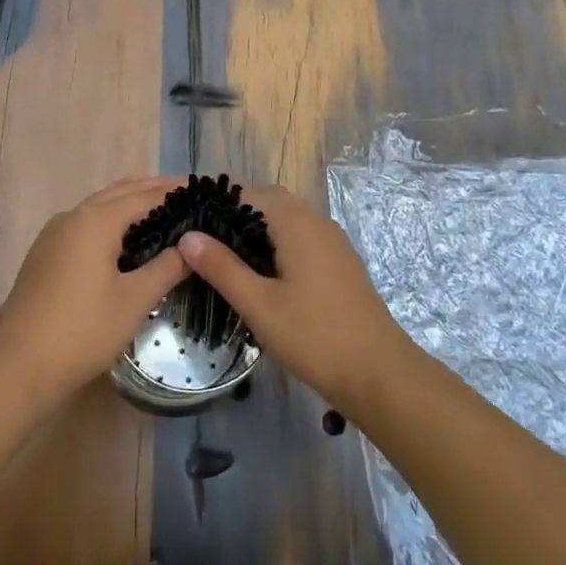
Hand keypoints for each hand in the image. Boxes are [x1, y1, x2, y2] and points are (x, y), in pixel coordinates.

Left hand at [0, 176, 189, 404]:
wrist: (16, 367)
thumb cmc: (81, 331)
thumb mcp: (134, 300)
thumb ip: (167, 267)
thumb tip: (192, 246)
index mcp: (95, 220)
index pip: (145, 195)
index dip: (176, 191)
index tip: (206, 189)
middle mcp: (73, 216)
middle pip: (120, 192)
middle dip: (154, 190)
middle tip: (190, 196)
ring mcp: (55, 235)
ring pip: (100, 207)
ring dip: (131, 203)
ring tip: (166, 211)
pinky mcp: (46, 254)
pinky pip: (86, 224)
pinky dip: (113, 220)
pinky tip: (128, 240)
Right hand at [177, 185, 409, 411]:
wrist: (378, 372)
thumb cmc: (314, 336)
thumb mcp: (258, 304)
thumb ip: (222, 267)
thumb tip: (188, 236)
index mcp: (296, 223)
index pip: (249, 192)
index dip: (216, 202)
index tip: (187, 220)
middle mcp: (317, 222)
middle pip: (269, 202)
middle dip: (235, 213)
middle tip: (202, 239)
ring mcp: (332, 242)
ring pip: (287, 220)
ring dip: (256, 229)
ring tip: (223, 255)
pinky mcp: (339, 262)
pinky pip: (301, 238)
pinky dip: (276, 243)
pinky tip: (260, 273)